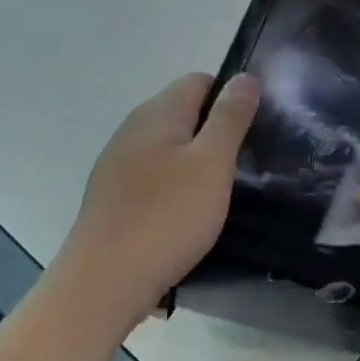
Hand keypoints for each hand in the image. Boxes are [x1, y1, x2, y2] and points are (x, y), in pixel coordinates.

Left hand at [52, 73, 257, 334]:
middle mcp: (133, 129)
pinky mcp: (114, 197)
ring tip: (225, 190)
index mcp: (158, 113)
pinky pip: (156, 176)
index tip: (257, 126)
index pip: (200, 81)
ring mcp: (119, 164)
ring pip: (170, 147)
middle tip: (249, 161)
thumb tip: (244, 76)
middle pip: (185, 112)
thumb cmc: (166, 217)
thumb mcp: (212, 163)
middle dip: (218, 130)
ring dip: (199, 161)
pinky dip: (178, 185)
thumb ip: (230, 117)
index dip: (232, 96)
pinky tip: (191, 214)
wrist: (102, 284)